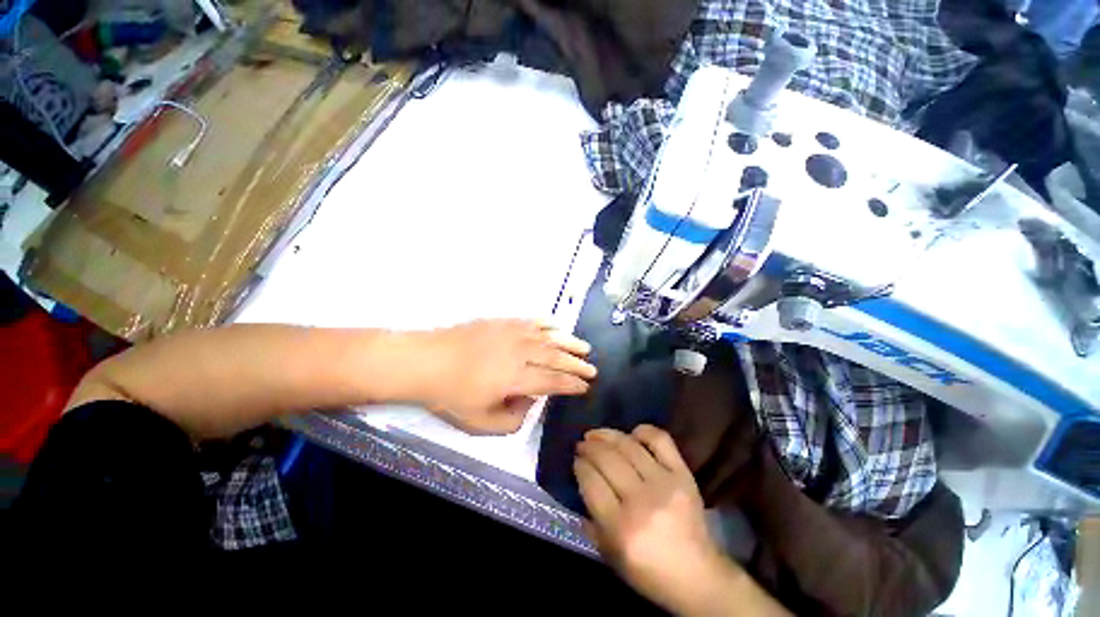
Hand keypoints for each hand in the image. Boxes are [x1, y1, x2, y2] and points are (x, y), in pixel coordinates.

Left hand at [411, 320, 595, 434]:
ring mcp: (512, 333)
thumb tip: (529, 402)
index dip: (572, 385)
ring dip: (569, 342)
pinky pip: (532, 321)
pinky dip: (548, 324)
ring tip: (584, 347)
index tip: (585, 387)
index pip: (553, 381)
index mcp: (516, 378)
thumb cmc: (452, 394)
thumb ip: (512, 420)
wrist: (426, 360)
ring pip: (549, 336)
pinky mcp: (503, 321)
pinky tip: (557, 326)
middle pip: (556, 357)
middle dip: (577, 364)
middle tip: (592, 368)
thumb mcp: (480, 423)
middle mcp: (520, 352)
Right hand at [575, 426, 762, 615]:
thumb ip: (591, 518)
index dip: (580, 466)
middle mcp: (641, 501)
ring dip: (607, 435)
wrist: (697, 576)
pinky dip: (643, 431)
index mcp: (621, 528)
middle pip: (607, 459)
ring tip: (596, 434)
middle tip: (582, 444)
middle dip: (589, 447)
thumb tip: (581, 479)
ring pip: (628, 446)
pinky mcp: (683, 475)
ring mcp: (664, 483)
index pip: (591, 482)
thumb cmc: (648, 571)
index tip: (576, 460)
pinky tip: (631, 434)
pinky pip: (660, 440)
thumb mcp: (609, 554)